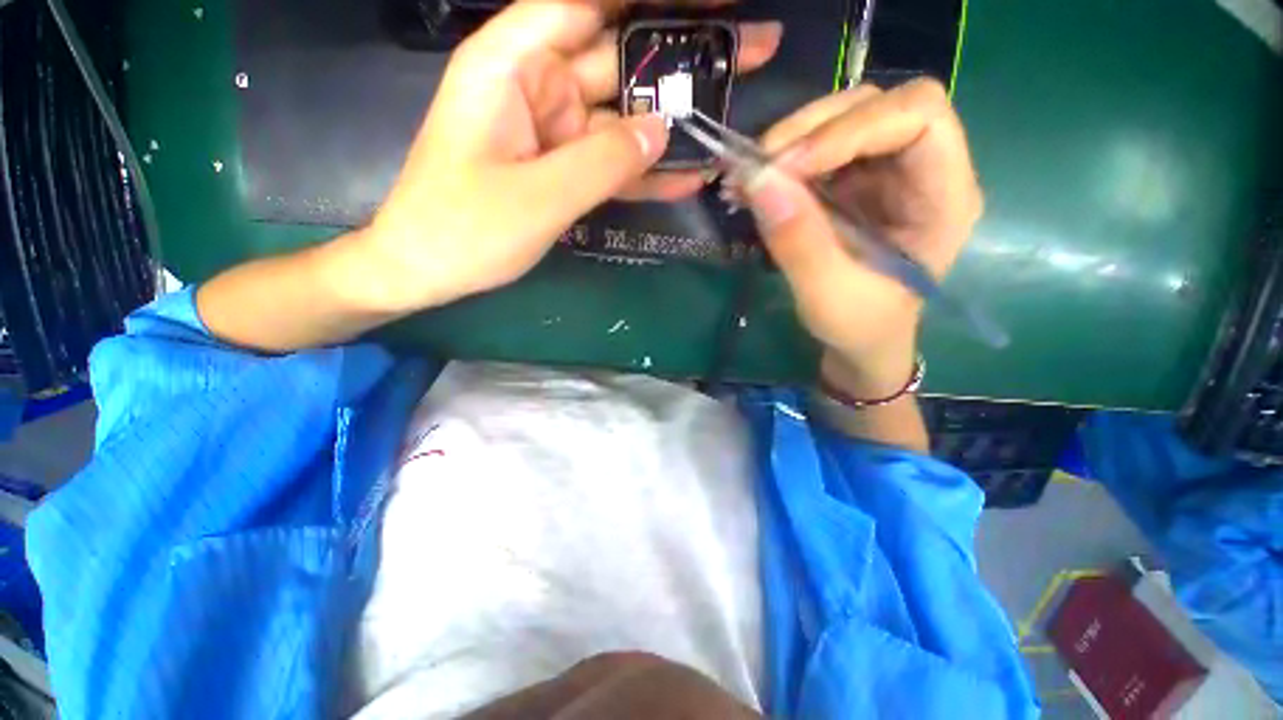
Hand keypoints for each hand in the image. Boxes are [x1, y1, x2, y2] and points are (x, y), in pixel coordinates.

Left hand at [361, 1, 782, 312]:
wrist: (430, 268)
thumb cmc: (465, 229)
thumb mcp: (538, 196)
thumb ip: (604, 161)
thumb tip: (662, 131)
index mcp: (514, 63)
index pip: (590, 3)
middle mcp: (538, 85)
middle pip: (619, 55)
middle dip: (681, 54)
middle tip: (750, 48)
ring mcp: (554, 131)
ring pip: (622, 115)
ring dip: (673, 119)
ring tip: (731, 114)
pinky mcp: (563, 169)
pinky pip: (611, 163)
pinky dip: (646, 172)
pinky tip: (688, 176)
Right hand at [744, 79, 982, 397]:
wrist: (860, 340)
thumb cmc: (859, 325)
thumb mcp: (827, 294)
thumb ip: (797, 240)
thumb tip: (757, 179)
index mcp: (944, 197)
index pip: (919, 116)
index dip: (850, 129)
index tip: (787, 168)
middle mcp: (922, 169)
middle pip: (877, 106)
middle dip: (811, 129)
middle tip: (758, 167)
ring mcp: (886, 172)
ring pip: (843, 119)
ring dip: (791, 141)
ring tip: (749, 177)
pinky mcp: (854, 181)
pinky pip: (819, 148)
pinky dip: (784, 159)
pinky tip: (758, 184)